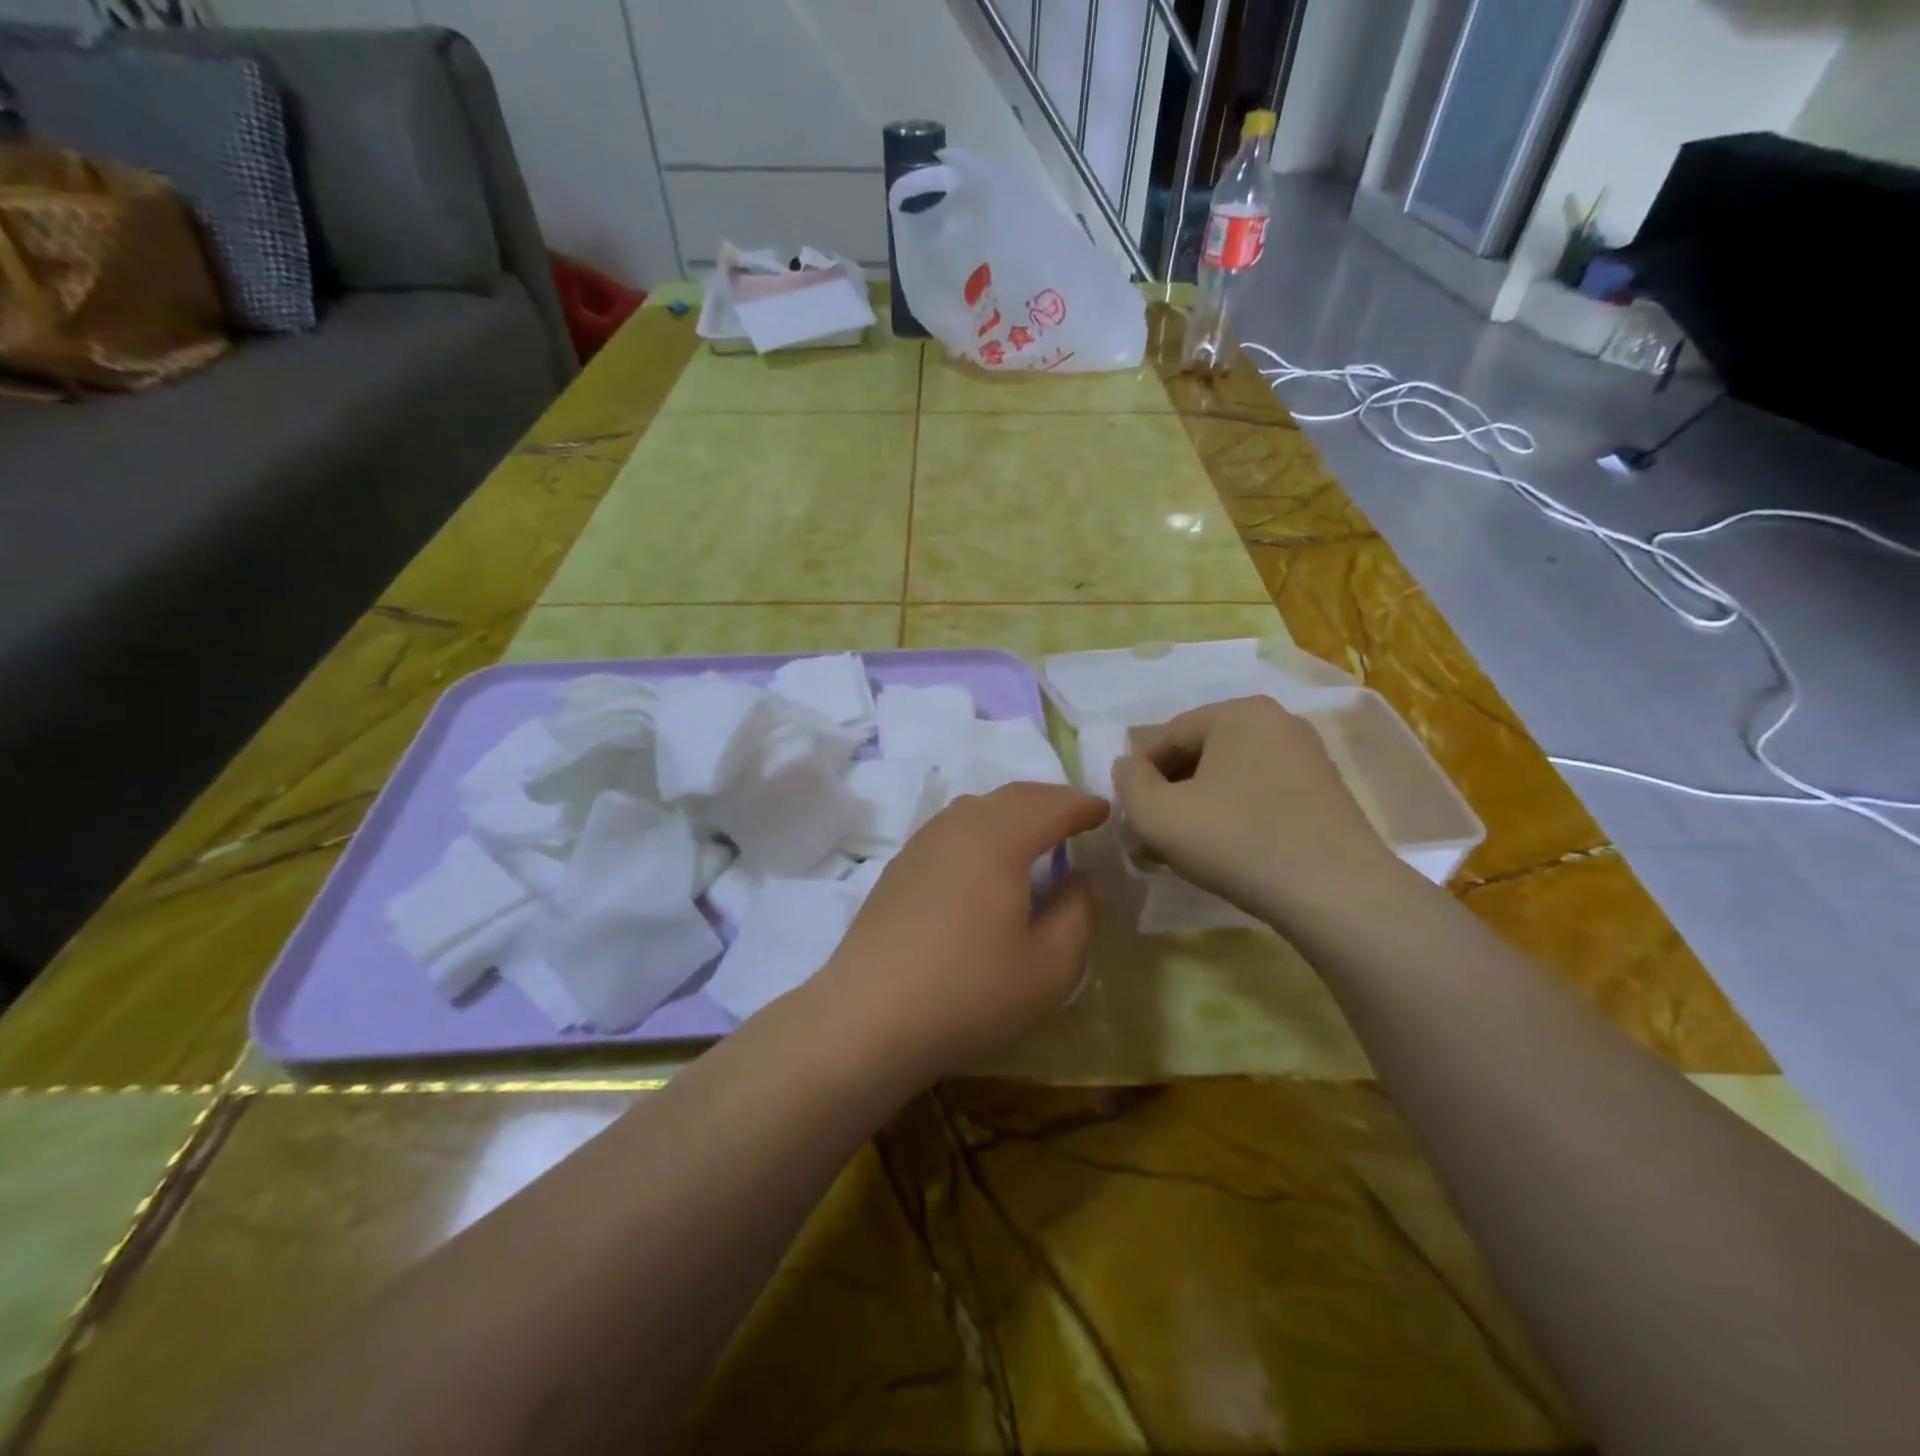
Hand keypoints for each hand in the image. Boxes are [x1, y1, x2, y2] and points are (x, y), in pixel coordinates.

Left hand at [811, 783, 1108, 1082]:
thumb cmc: (970, 993)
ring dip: (1012, 810)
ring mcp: (921, 845)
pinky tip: (982, 857)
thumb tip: (1087, 878)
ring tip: (1033, 831)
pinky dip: (980, 827)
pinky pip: (950, 828)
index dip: (1082, 805)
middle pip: (1011, 796)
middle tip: (1075, 814)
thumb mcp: (1049, 966)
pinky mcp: (899, 868)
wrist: (868, 1018)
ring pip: (976, 808)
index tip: (1104, 810)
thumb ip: (1079, 913)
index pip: (1050, 806)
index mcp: (999, 840)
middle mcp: (958, 828)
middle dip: (1048, 799)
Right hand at [1110, 697, 1400, 928]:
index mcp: (1238, 713)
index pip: (1168, 735)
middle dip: (1171, 788)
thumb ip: (1129, 783)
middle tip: (1154, 829)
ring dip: (1201, 802)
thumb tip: (1128, 767)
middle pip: (1202, 751)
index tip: (1128, 811)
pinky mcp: (1327, 790)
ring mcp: (1308, 755)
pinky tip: (1229, 847)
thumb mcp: (1158, 815)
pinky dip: (1236, 811)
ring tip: (1188, 843)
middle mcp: (1278, 721)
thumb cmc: (1236, 842)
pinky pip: (1262, 790)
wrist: (1335, 893)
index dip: (1139, 773)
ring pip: (1232, 772)